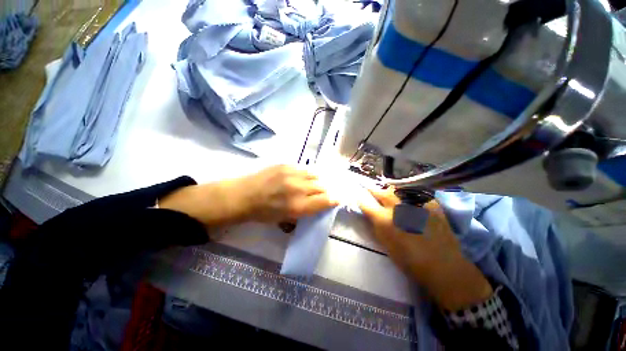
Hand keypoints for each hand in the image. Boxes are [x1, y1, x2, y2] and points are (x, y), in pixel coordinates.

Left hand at [160, 165, 337, 226]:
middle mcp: (297, 188)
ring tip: (313, 185)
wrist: (243, 195)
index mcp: (297, 206)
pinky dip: (306, 175)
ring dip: (317, 181)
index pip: (325, 200)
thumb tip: (320, 204)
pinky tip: (301, 179)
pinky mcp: (286, 165)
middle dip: (326, 191)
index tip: (337, 199)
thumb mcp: (285, 219)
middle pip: (323, 186)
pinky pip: (304, 169)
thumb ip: (305, 212)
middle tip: (324, 193)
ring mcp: (292, 174)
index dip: (334, 200)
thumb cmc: (263, 213)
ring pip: (315, 175)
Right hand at [359, 189, 492, 310]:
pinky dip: (408, 194)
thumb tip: (370, 213)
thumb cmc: (409, 259)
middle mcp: (397, 207)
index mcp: (383, 219)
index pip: (365, 202)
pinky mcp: (430, 202)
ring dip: (390, 191)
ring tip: (390, 195)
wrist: (443, 264)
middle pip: (380, 191)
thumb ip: (375, 225)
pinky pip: (414, 192)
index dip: (360, 198)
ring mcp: (414, 202)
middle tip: (372, 191)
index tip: (359, 197)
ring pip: (396, 189)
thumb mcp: (385, 243)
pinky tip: (409, 200)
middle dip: (373, 190)